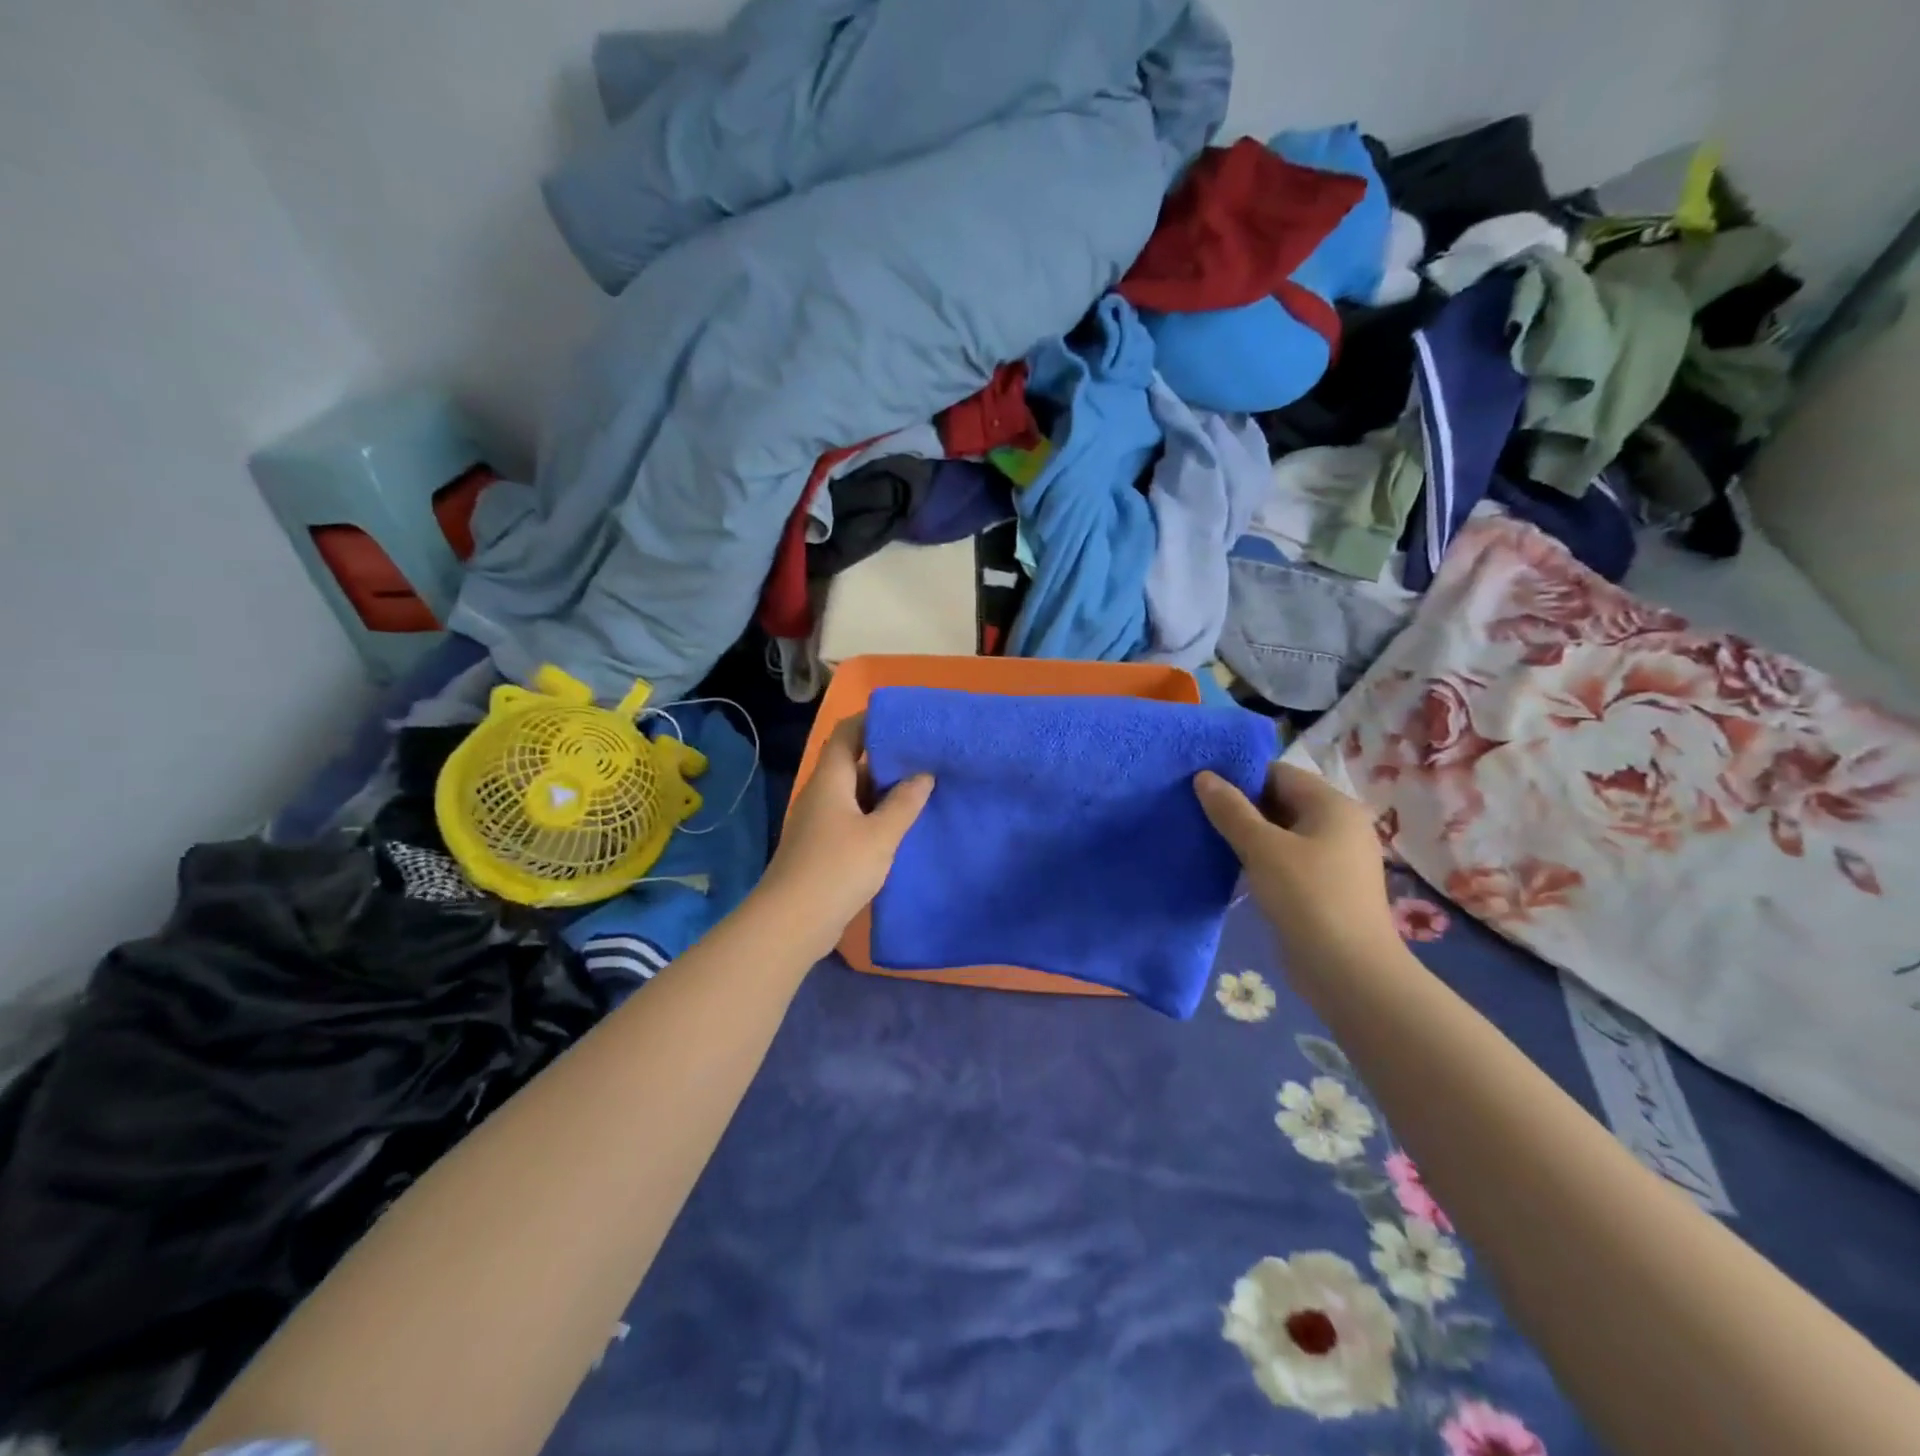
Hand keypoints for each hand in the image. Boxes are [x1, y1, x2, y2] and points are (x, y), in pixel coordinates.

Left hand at [756, 714, 933, 957]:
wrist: (792, 923)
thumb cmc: (837, 869)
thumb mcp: (880, 835)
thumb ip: (904, 803)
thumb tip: (923, 775)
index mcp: (830, 780)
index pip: (848, 733)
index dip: (873, 721)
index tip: (907, 722)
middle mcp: (821, 794)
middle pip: (853, 763)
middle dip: (887, 758)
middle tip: (926, 758)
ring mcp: (819, 821)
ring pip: (855, 794)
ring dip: (884, 791)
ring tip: (922, 789)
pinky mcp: (822, 847)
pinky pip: (853, 819)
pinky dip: (875, 816)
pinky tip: (901, 826)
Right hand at [1194, 762, 1398, 970]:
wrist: (1349, 972)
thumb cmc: (1308, 897)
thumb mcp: (1262, 848)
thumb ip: (1231, 810)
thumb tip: (1203, 776)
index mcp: (1332, 805)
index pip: (1279, 773)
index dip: (1240, 776)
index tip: (1201, 785)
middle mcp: (1338, 826)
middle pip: (1280, 801)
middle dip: (1240, 805)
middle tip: (1195, 809)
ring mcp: (1333, 859)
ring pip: (1280, 833)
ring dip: (1246, 834)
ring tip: (1204, 835)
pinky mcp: (1323, 887)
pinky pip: (1285, 860)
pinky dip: (1259, 859)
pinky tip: (1228, 865)